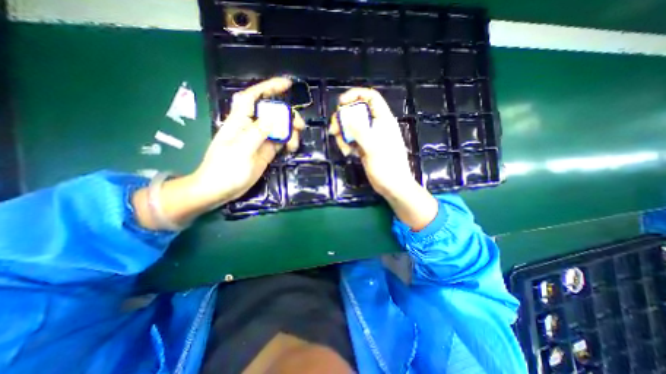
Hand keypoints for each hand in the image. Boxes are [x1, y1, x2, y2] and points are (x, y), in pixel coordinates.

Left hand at [192, 77, 304, 206]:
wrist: (220, 189)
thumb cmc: (225, 169)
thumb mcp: (241, 150)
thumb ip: (258, 133)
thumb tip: (275, 119)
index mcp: (240, 122)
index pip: (254, 97)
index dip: (269, 88)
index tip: (287, 85)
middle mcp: (252, 127)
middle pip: (272, 113)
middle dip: (287, 115)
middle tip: (300, 125)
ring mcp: (260, 140)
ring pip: (279, 128)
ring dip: (290, 132)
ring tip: (295, 143)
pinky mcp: (266, 151)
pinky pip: (281, 142)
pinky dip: (289, 143)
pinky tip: (292, 149)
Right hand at [330, 90, 440, 229]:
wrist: (392, 186)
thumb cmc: (387, 166)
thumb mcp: (373, 147)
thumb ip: (359, 131)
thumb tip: (347, 117)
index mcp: (383, 120)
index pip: (371, 97)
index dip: (355, 95)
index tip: (341, 103)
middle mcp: (375, 125)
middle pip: (356, 112)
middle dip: (343, 120)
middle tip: (334, 131)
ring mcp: (369, 137)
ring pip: (351, 127)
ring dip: (343, 136)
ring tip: (344, 149)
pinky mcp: (364, 147)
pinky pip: (351, 140)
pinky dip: (346, 144)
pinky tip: (348, 154)